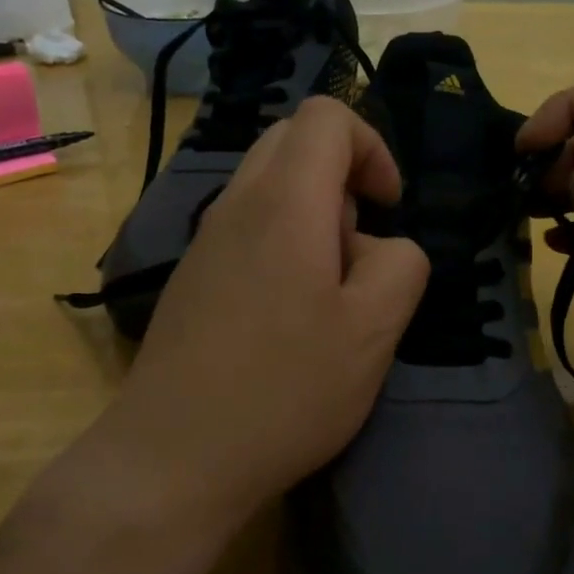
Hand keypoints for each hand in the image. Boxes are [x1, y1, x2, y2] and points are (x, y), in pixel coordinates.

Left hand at [90, 97, 428, 540]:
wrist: (173, 456)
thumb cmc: (284, 391)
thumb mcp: (373, 330)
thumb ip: (400, 264)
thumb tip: (380, 246)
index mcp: (284, 202)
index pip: (326, 117)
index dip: (372, 148)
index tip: (387, 208)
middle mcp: (236, 204)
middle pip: (293, 142)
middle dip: (342, 177)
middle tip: (357, 248)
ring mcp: (206, 241)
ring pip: (269, 187)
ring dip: (313, 217)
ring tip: (326, 294)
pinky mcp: (193, 277)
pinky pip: (247, 229)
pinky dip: (282, 246)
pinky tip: (288, 320)